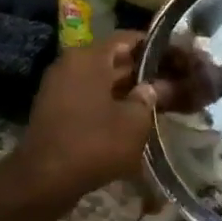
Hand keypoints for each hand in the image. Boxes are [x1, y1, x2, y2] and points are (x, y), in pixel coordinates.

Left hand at [13, 32, 176, 202]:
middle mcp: (71, 64)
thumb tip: (157, 87)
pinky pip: (89, 98)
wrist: (44, 181)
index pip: (129, 39)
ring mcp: (60, 87)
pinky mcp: (56, 110)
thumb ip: (150, 98)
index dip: (156, 48)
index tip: (177, 60)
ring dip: (128, 91)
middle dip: (144, 72)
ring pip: (102, 81)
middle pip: (115, 60)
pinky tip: (132, 119)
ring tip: (158, 103)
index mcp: (89, 57)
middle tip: (174, 84)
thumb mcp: (134, 122)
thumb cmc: (94, 144)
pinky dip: (110, 104)